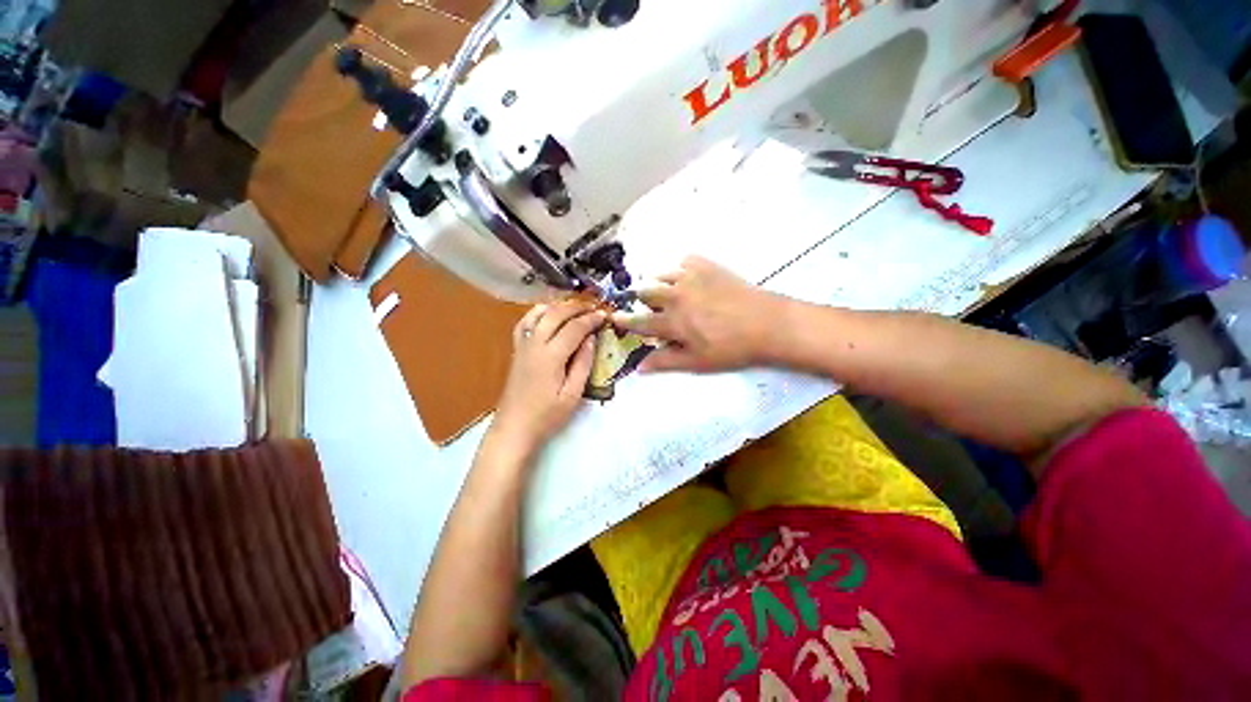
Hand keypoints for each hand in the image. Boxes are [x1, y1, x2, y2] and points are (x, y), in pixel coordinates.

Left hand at [491, 300, 605, 450]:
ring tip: (575, 308)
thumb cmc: (547, 415)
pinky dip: (538, 312)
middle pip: (556, 314)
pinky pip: (525, 322)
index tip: (604, 315)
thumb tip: (591, 339)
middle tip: (594, 307)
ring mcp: (522, 345)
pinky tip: (548, 313)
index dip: (590, 319)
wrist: (514, 427)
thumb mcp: (572, 394)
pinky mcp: (516, 350)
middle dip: (577, 307)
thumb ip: (583, 364)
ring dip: (558, 306)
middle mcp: (535, 344)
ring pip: (539, 313)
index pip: (574, 328)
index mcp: (551, 356)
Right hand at [612, 256, 787, 372]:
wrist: (767, 323)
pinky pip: (685, 261)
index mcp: (672, 322)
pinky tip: (691, 279)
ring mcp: (691, 277)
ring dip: (659, 284)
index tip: (614, 317)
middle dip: (643, 300)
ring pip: (662, 275)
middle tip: (653, 308)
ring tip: (669, 292)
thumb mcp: (697, 362)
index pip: (640, 322)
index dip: (625, 321)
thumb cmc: (731, 348)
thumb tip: (639, 367)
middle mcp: (675, 296)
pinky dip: (682, 269)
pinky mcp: (708, 266)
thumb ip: (666, 362)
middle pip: (646, 293)